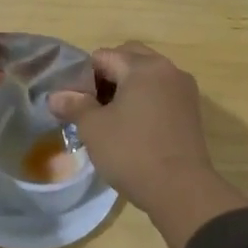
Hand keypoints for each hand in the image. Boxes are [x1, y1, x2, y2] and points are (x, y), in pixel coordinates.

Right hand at [48, 42, 247, 247]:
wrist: (182, 190)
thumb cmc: (132, 152)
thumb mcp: (94, 128)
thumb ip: (74, 105)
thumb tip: (55, 96)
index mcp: (143, 67)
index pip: (103, 56)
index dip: (84, 77)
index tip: (77, 103)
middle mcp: (167, 70)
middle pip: (130, 58)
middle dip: (108, 76)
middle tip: (93, 105)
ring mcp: (184, 90)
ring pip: (148, 75)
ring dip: (128, 87)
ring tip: (112, 117)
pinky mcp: (191, 111)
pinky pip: (162, 93)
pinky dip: (145, 100)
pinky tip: (134, 126)